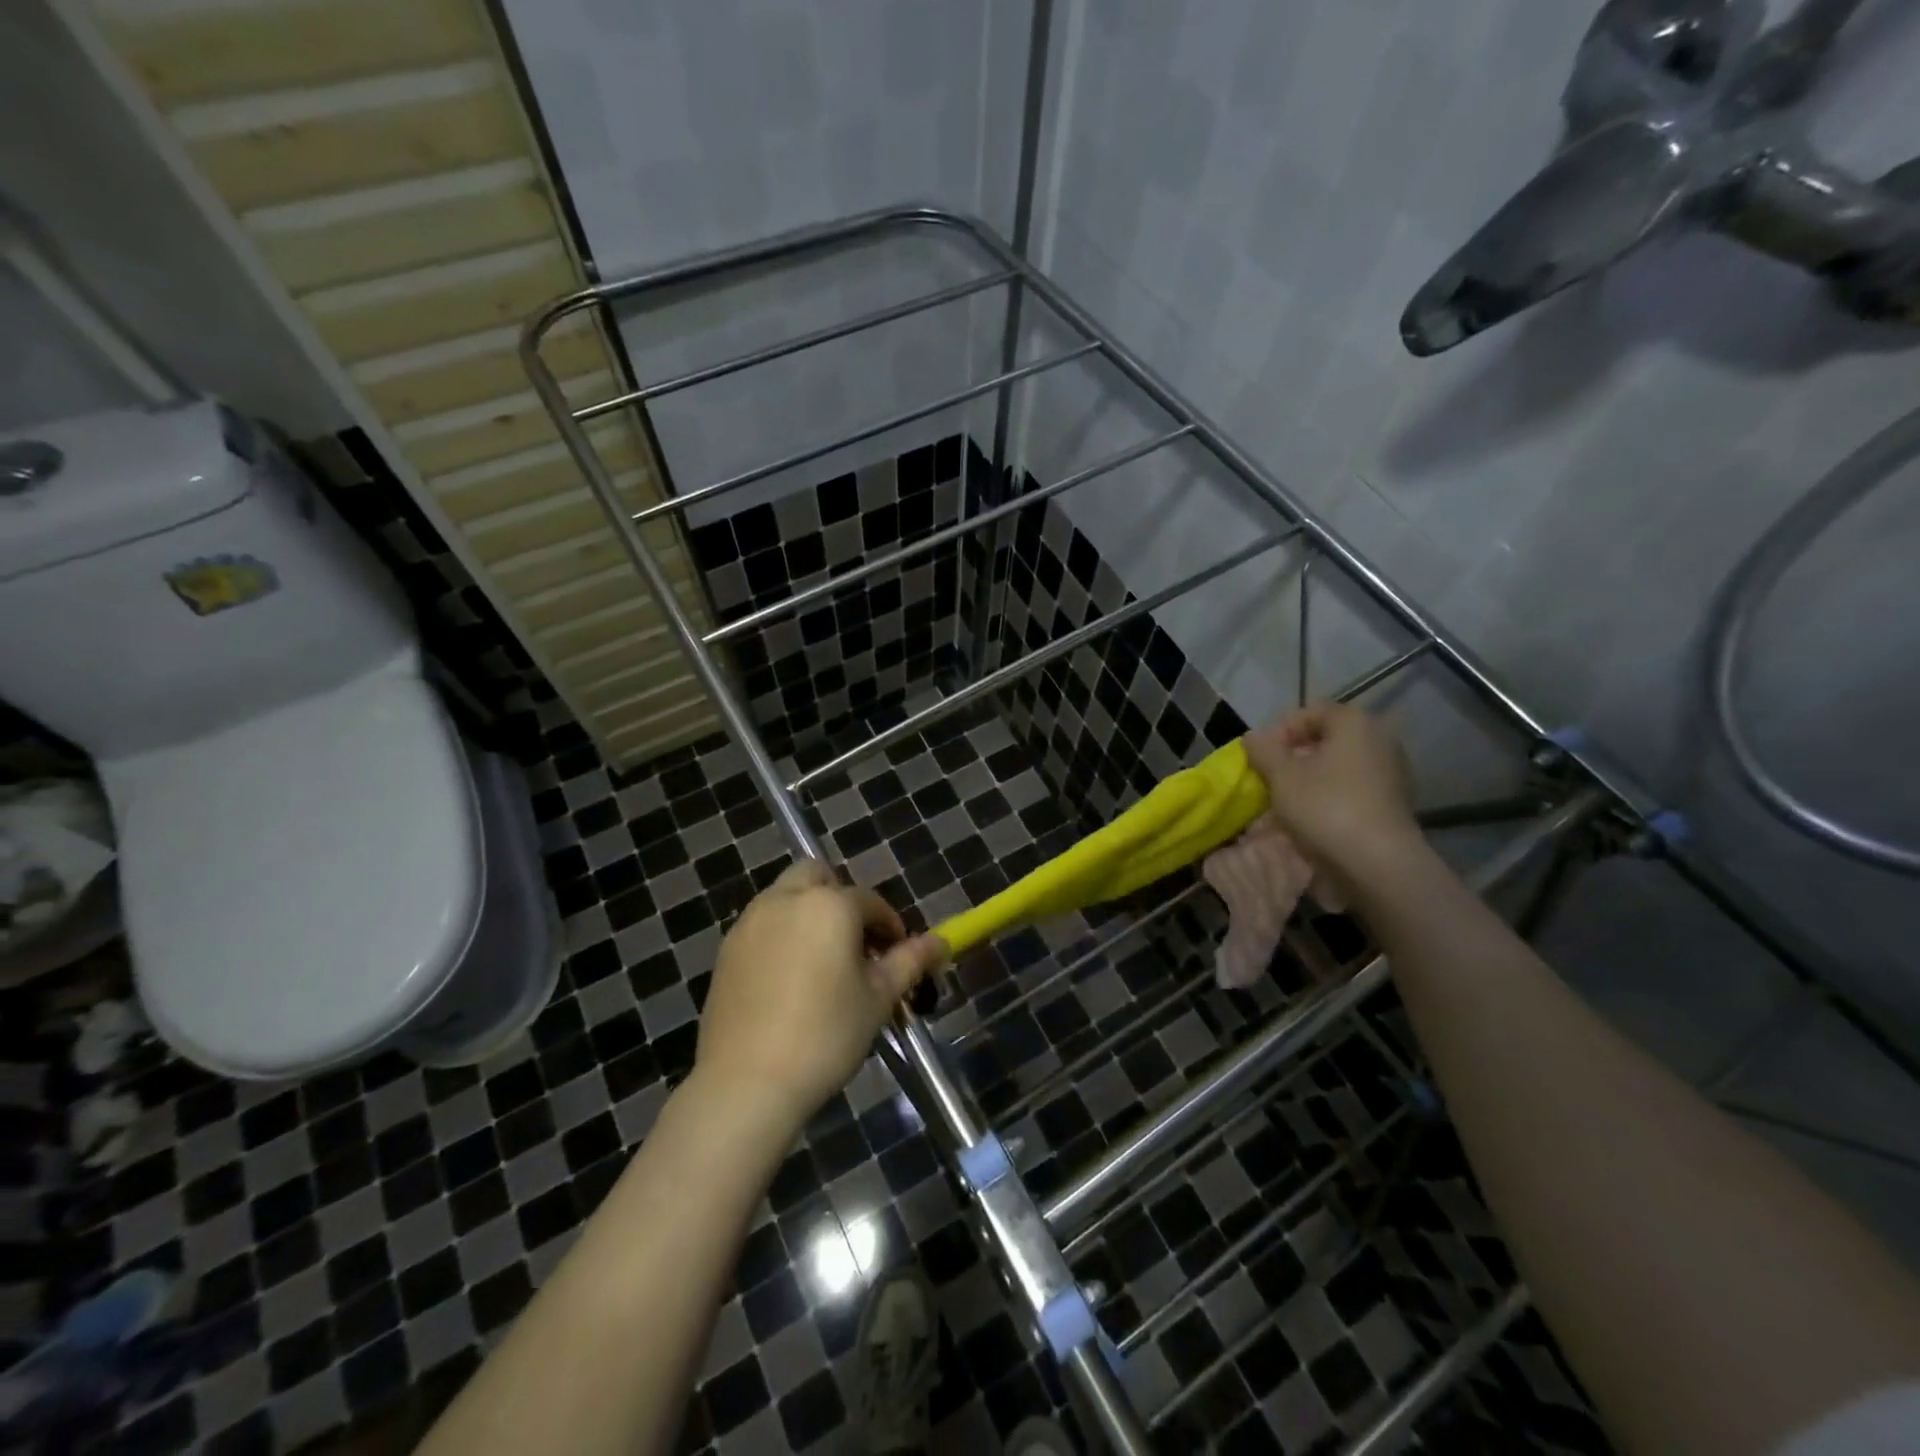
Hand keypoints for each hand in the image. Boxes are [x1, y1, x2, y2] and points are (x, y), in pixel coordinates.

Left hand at [694, 861, 947, 1134]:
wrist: (747, 1082)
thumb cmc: (826, 1035)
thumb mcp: (878, 998)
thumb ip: (910, 961)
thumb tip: (941, 943)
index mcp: (829, 904)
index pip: (870, 902)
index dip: (890, 925)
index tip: (897, 955)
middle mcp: (786, 899)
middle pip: (818, 877)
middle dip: (840, 898)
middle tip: (854, 943)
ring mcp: (750, 922)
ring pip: (785, 897)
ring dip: (808, 913)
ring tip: (822, 962)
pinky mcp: (727, 950)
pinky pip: (762, 925)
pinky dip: (781, 935)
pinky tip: (789, 980)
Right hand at [1244, 703, 1420, 878]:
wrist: (1378, 862)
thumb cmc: (1325, 807)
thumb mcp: (1281, 776)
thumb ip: (1263, 751)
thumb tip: (1252, 737)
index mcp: (1354, 722)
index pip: (1310, 712)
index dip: (1280, 731)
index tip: (1262, 757)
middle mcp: (1379, 737)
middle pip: (1327, 738)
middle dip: (1295, 755)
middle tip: (1272, 777)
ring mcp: (1391, 769)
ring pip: (1339, 763)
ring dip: (1311, 776)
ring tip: (1288, 799)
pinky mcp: (1394, 799)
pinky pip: (1353, 785)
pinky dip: (1331, 793)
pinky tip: (1313, 815)